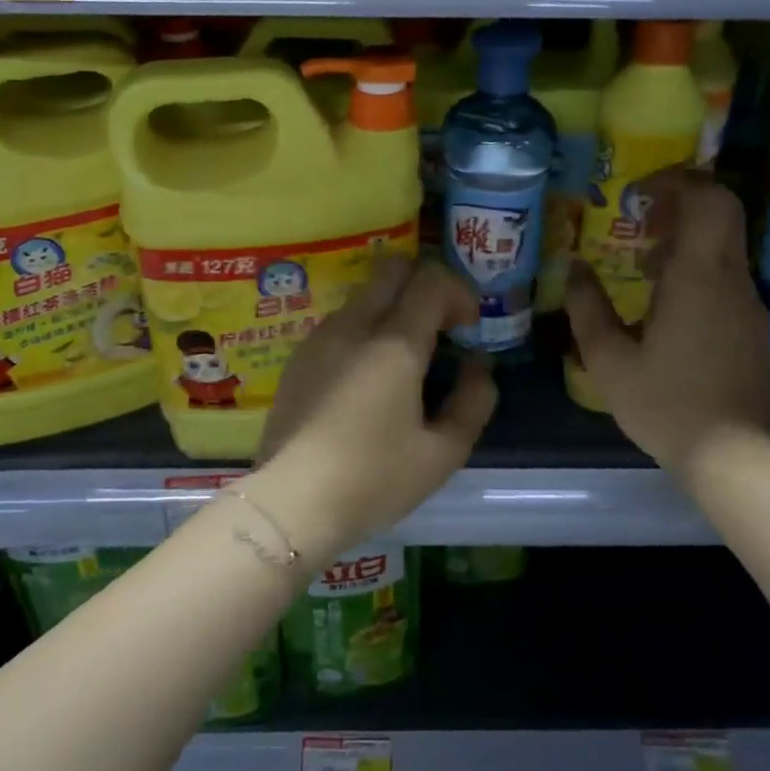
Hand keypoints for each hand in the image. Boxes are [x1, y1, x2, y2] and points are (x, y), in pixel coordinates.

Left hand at [247, 255, 497, 561]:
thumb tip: (478, 365)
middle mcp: (354, 325)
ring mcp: (320, 337)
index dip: (459, 293)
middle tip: (440, 328)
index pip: (431, 280)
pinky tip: (367, 377)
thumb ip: (473, 401)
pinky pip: (341, 322)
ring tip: (405, 359)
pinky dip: (365, 329)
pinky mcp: (299, 356)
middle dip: (424, 285)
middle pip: (392, 268)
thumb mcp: (443, 453)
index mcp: (394, 343)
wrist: (290, 502)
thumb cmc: (374, 479)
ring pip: (364, 294)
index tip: (468, 328)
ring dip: (393, 308)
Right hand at [565, 171, 769, 479]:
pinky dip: (695, 265)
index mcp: (697, 277)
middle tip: (638, 217)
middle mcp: (730, 278)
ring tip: (639, 262)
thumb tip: (573, 267)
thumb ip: (586, 308)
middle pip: (722, 210)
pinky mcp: (749, 323)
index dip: (676, 180)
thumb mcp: (608, 360)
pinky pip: (724, 272)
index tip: (638, 192)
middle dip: (680, 200)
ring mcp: (745, 301)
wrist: (733, 454)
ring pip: (723, 242)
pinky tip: (662, 300)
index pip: (708, 199)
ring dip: (684, 236)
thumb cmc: (666, 404)